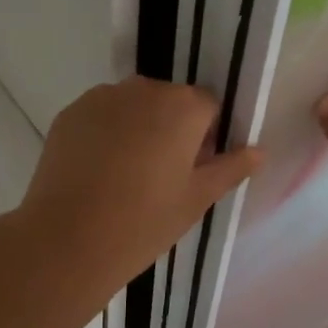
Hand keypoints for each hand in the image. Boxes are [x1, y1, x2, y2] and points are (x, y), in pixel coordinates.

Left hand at [16, 78, 262, 296]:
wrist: (67, 239)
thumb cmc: (144, 221)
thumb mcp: (197, 199)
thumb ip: (231, 168)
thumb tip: (259, 151)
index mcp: (182, 106)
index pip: (208, 107)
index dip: (206, 137)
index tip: (193, 170)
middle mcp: (143, 89)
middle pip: (169, 101)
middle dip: (171, 128)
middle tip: (161, 176)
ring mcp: (101, 97)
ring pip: (132, 106)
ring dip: (137, 127)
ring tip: (125, 175)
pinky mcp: (70, 112)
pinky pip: (100, 115)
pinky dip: (105, 133)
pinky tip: (97, 171)